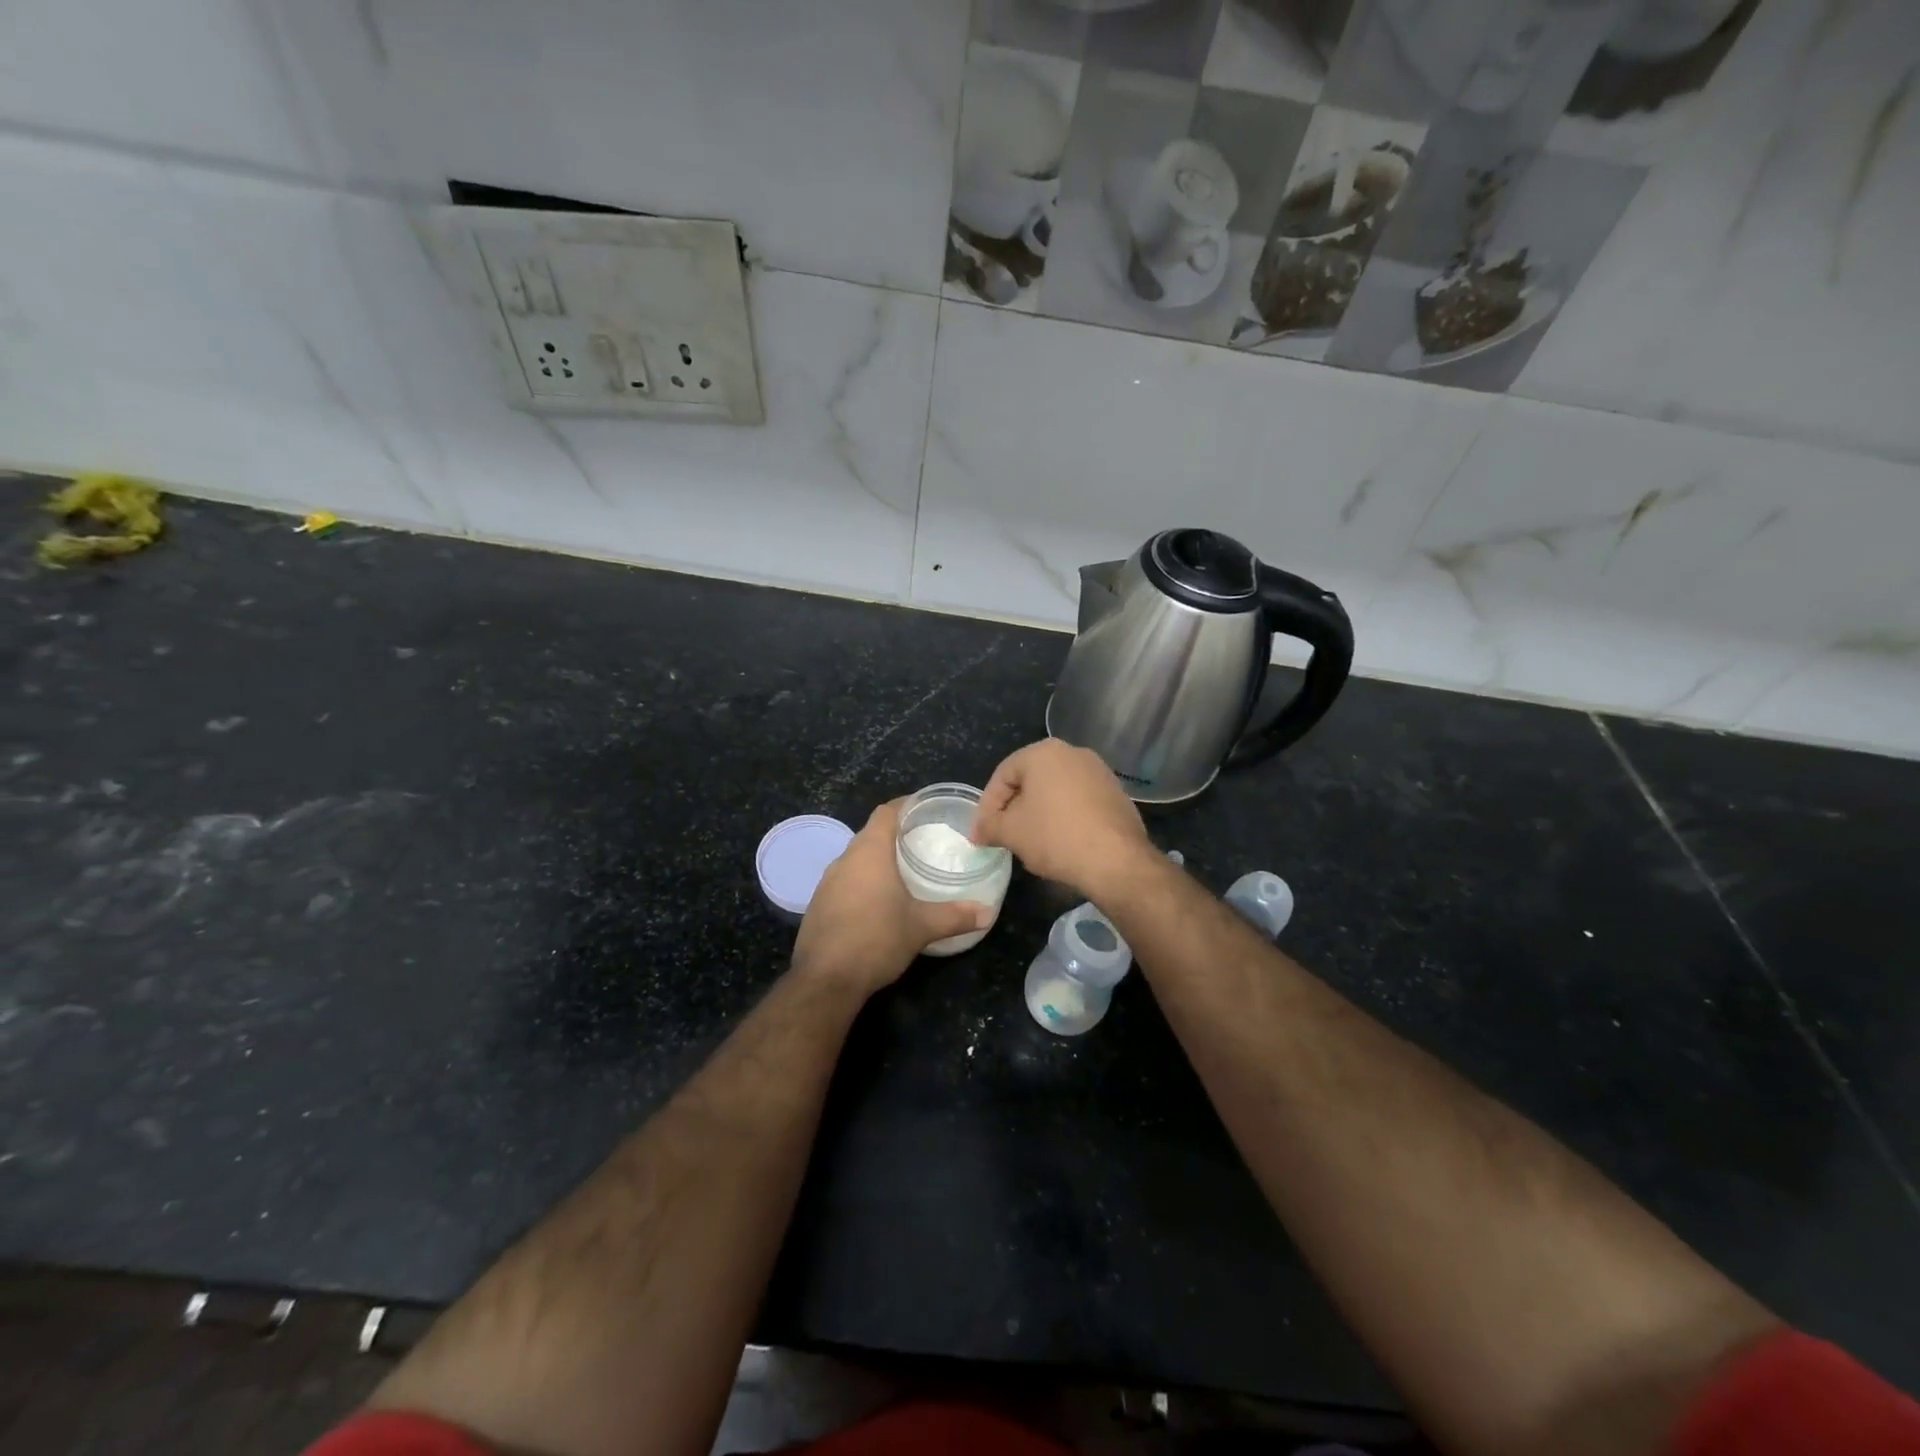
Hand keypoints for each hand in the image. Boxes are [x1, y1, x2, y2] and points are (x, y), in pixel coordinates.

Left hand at [792, 799, 992, 997]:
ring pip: (856, 859)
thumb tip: (987, 912)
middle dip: (895, 835)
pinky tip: (878, 902)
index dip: (905, 806)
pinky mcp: (818, 904)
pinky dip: (862, 882)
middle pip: (870, 834)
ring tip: (904, 872)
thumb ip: (955, 916)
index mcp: (870, 852)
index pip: (886, 812)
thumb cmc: (877, 939)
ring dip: (877, 861)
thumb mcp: (921, 927)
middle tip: (923, 843)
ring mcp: (827, 882)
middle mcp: (845, 859)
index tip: (925, 810)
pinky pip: (844, 881)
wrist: (826, 979)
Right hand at [970, 740, 1153, 896]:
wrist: (1116, 860)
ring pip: (1056, 791)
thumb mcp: (1010, 832)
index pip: (1003, 775)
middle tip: (1003, 835)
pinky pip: (1079, 801)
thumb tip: (978, 832)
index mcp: (1043, 752)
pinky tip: (1061, 842)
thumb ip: (988, 826)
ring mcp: (1099, 771)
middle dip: (1014, 808)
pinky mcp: (1116, 793)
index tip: (982, 832)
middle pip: (1031, 780)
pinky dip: (1064, 817)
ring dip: (1039, 813)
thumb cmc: (1055, 836)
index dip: (988, 805)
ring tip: (1030, 841)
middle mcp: (1073, 752)